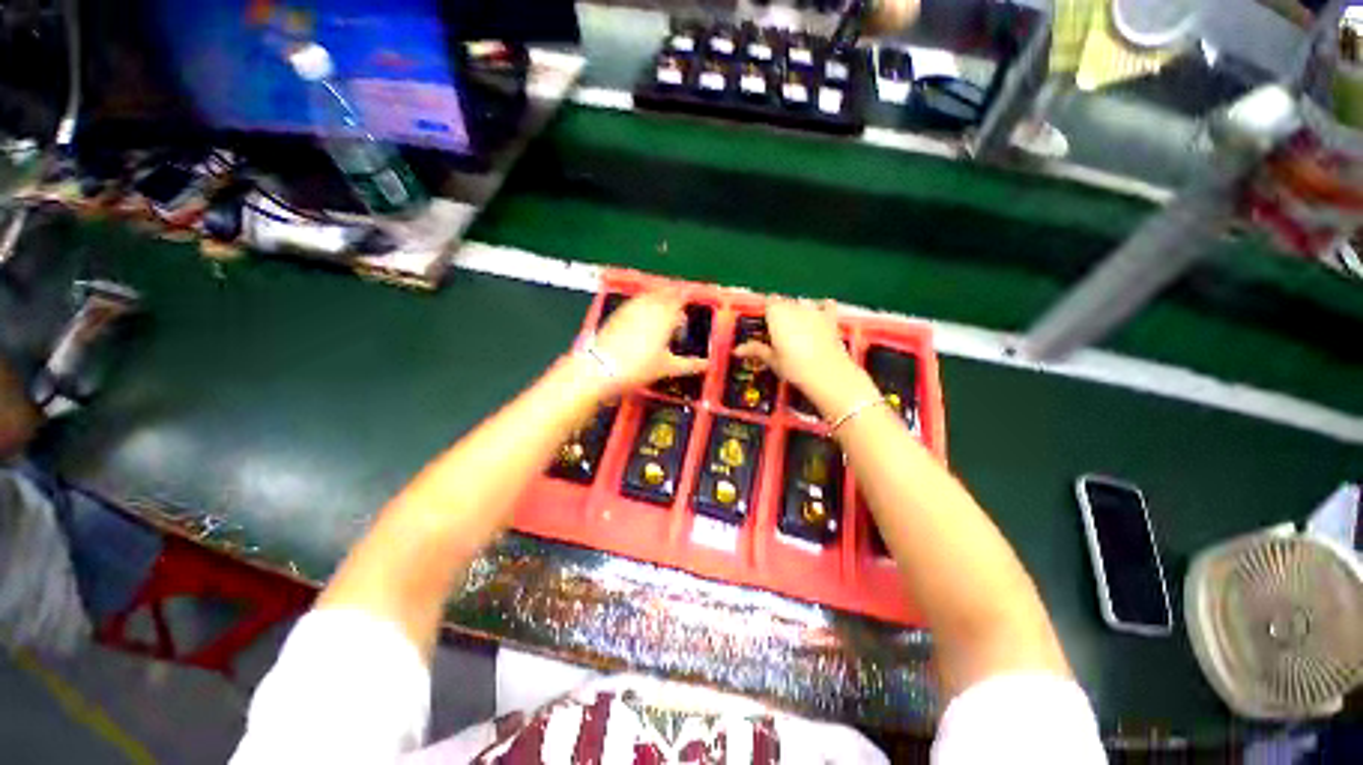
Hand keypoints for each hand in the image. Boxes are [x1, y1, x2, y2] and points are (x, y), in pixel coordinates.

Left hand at [589, 292, 708, 394]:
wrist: (601, 369)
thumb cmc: (638, 368)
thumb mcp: (667, 368)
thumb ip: (689, 365)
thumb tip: (707, 364)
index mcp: (665, 317)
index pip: (678, 299)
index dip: (685, 297)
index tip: (689, 299)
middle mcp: (648, 308)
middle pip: (663, 294)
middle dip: (672, 296)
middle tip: (678, 303)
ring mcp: (630, 310)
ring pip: (648, 297)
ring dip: (657, 298)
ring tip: (662, 308)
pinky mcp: (617, 315)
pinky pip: (634, 303)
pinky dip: (642, 304)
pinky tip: (642, 314)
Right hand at [734, 297, 877, 416]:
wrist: (828, 373)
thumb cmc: (794, 367)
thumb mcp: (772, 360)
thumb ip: (756, 350)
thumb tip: (737, 350)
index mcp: (777, 315)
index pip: (769, 302)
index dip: (766, 310)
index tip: (764, 321)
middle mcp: (795, 307)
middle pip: (785, 301)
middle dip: (781, 311)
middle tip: (778, 328)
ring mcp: (815, 311)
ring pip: (803, 302)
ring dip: (799, 308)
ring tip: (797, 324)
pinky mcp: (831, 318)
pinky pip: (827, 305)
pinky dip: (823, 307)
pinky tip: (821, 315)